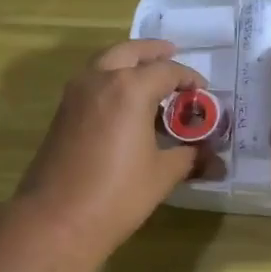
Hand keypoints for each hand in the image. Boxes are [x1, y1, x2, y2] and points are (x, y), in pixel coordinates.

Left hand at [15, 39, 207, 255]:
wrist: (58, 219)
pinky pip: (92, 84)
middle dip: (152, 52)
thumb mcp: (162, 175)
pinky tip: (126, 107)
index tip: (202, 92)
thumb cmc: (118, 194)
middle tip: (171, 53)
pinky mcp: (62, 113)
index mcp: (129, 88)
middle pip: (129, 52)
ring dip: (128, 64)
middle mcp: (99, 79)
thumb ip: (189, 157)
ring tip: (149, 80)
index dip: (189, 79)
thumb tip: (213, 159)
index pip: (167, 71)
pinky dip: (111, 82)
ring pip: (105, 64)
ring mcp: (75, 95)